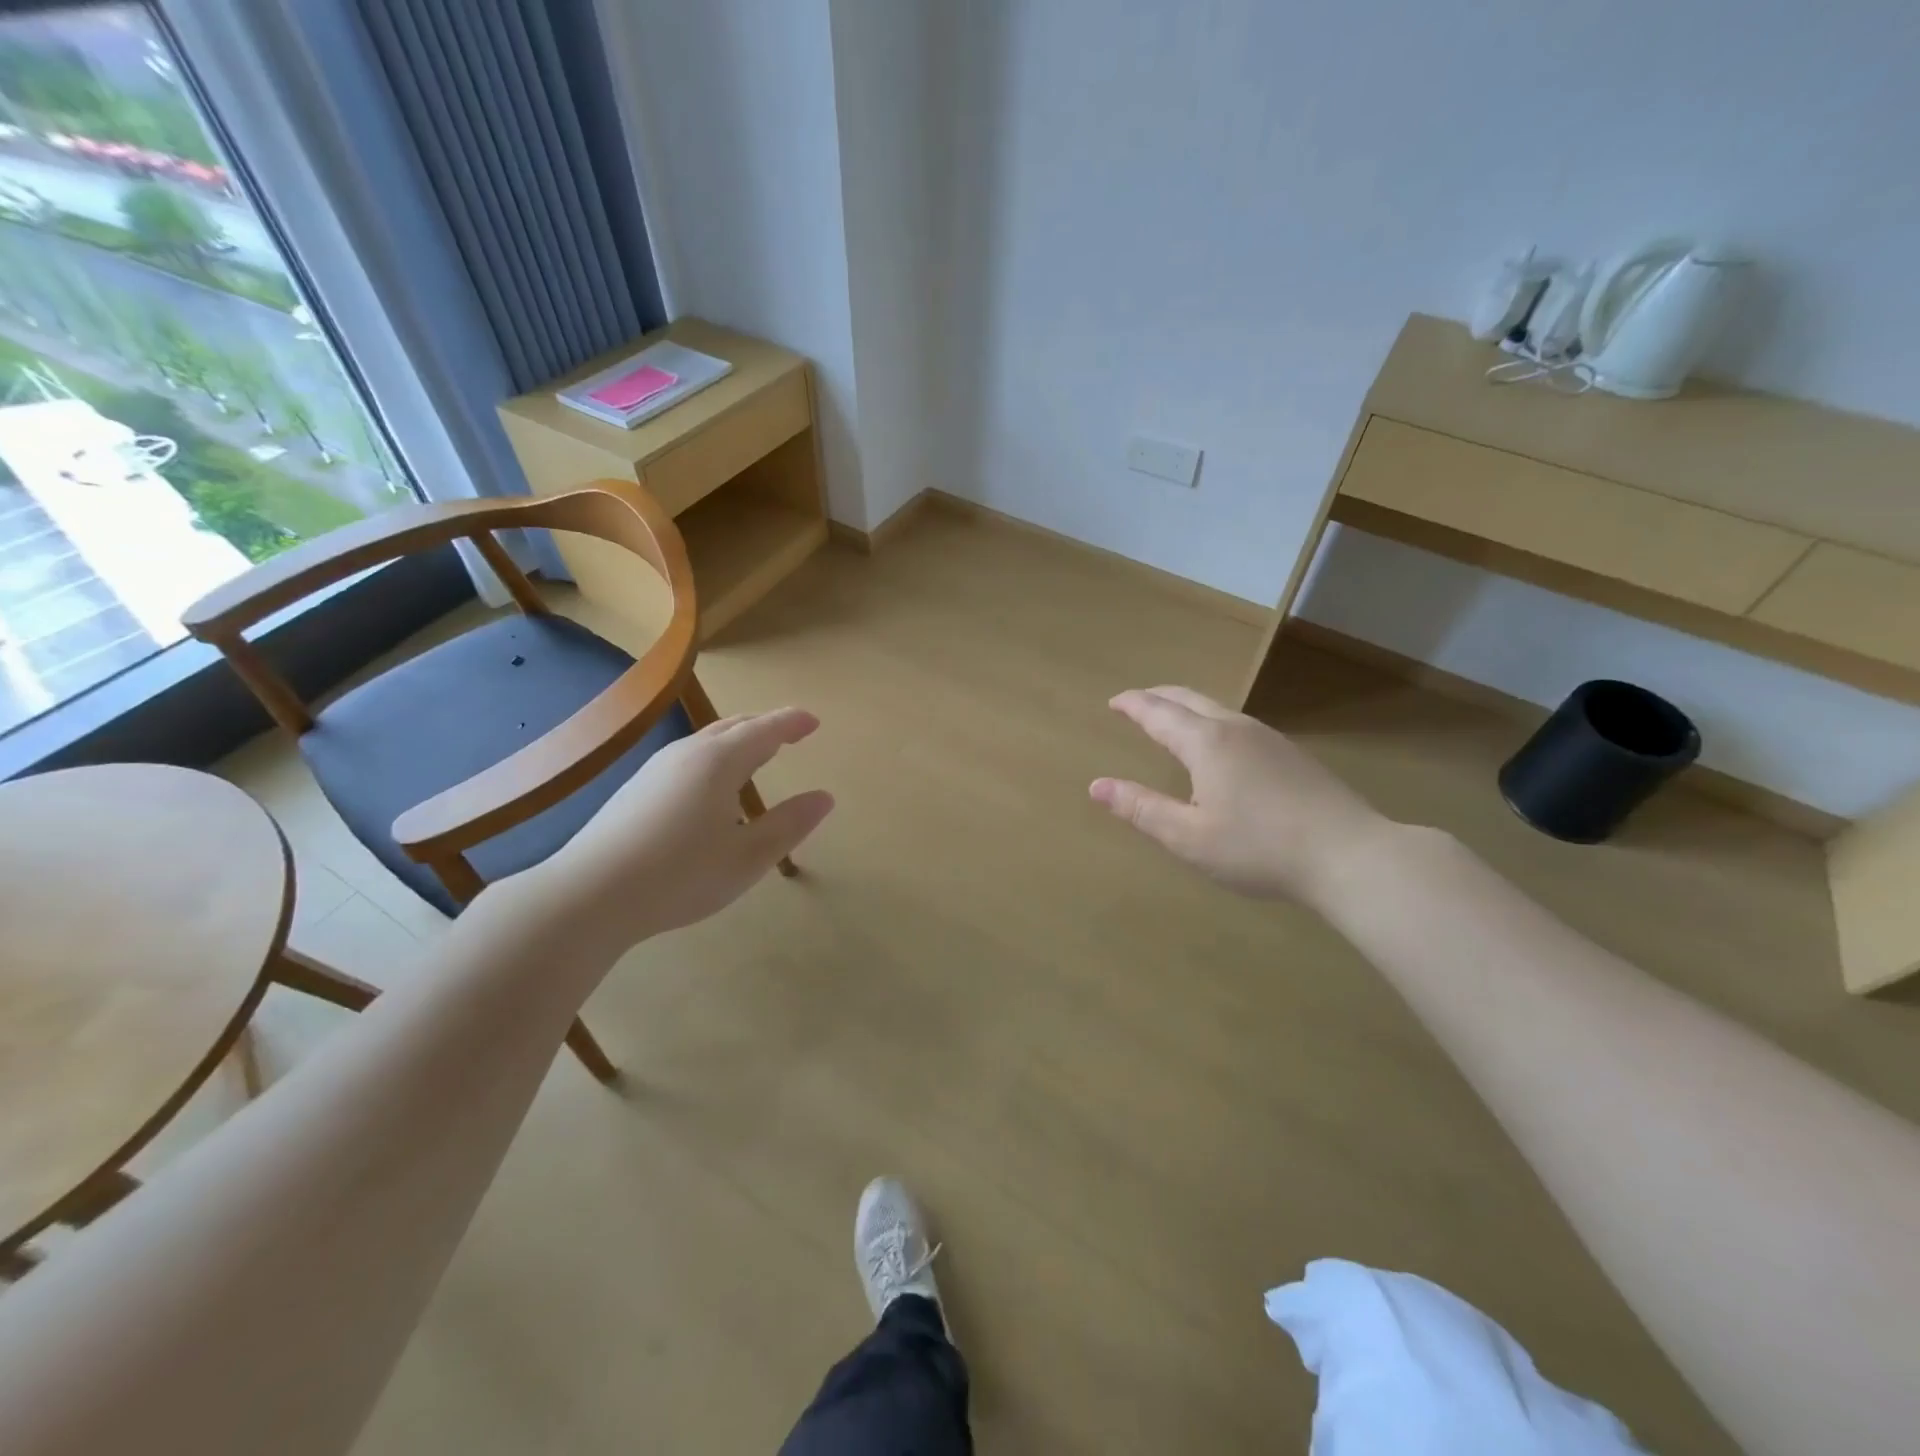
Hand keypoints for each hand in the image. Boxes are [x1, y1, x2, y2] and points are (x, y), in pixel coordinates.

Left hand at [549, 706, 833, 943]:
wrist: (589, 895)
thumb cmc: (680, 875)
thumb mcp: (748, 857)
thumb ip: (789, 825)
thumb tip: (824, 797)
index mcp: (720, 762)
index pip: (765, 730)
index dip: (792, 723)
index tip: (813, 722)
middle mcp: (688, 754)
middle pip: (734, 727)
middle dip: (766, 726)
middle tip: (790, 733)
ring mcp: (657, 769)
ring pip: (707, 741)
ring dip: (738, 741)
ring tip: (757, 755)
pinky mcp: (636, 789)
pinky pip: (688, 758)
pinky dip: (715, 757)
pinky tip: (712, 788)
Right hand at [1090, 686, 1388, 904]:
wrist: (1350, 854)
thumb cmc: (1259, 848)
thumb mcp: (1188, 837)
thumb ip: (1141, 809)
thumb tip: (1096, 786)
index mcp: (1205, 743)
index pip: (1158, 713)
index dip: (1133, 705)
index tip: (1114, 702)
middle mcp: (1236, 729)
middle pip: (1189, 699)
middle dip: (1158, 697)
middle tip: (1136, 703)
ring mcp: (1269, 738)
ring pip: (1217, 709)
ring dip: (1187, 708)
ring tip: (1172, 722)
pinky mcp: (1292, 754)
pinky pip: (1238, 725)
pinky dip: (1211, 723)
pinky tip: (1219, 748)